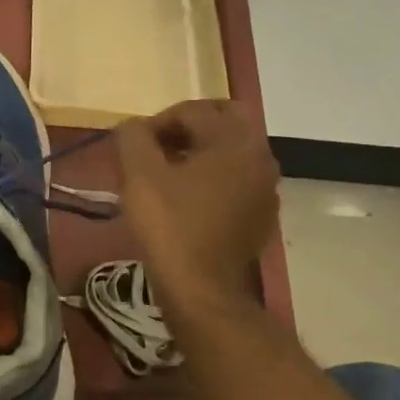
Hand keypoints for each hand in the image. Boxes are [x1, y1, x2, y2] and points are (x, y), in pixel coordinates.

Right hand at [115, 100, 279, 306]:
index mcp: (235, 141)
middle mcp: (261, 157)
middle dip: (188, 128)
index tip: (132, 147)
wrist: (201, 289)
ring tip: (167, 175)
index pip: (193, 110)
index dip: (156, 122)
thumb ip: (133, 137)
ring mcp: (267, 188)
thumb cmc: (169, 227)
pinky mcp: (262, 215)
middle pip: (224, 121)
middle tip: (156, 149)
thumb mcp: (138, 175)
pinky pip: (238, 180)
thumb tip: (133, 127)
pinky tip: (187, 201)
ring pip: (233, 151)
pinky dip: (213, 179)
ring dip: (201, 152)